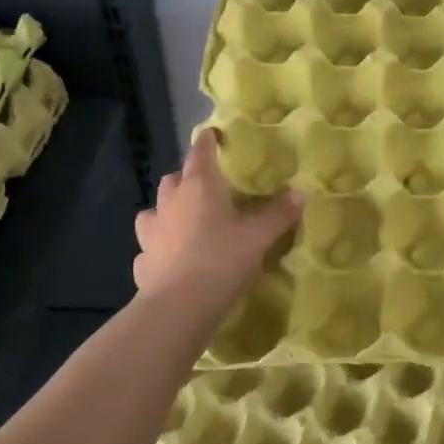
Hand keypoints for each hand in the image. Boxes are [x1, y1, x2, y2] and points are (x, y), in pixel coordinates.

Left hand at [133, 128, 304, 301]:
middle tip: (206, 187)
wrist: (178, 308)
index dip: (207, 141)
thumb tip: (301, 192)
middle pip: (173, 178)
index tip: (213, 135)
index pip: (200, 152)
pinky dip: (159, 248)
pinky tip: (170, 259)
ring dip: (166, 211)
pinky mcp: (142, 262)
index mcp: (199, 186)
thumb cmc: (221, 260)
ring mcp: (151, 233)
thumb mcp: (259, 237)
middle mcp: (171, 202)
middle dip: (186, 178)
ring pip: (153, 210)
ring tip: (183, 221)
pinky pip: (149, 248)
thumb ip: (279, 213)